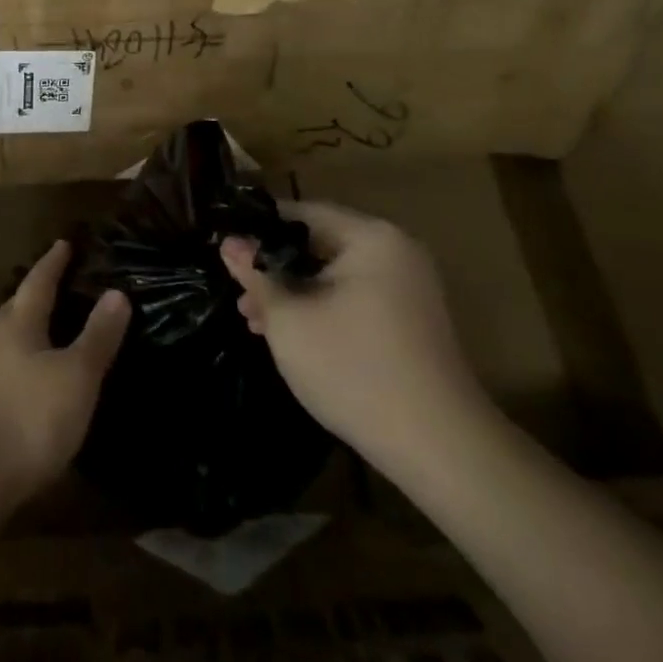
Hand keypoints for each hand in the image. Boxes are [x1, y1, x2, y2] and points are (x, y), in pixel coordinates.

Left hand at [0, 239, 129, 532]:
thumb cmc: (28, 418)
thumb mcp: (76, 376)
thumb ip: (97, 336)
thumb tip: (117, 292)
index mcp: (19, 327)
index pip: (38, 284)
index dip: (52, 264)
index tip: (63, 244)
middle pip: (15, 309)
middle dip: (33, 295)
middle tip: (53, 284)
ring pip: (6, 342)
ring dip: (25, 331)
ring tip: (46, 332)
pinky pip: (2, 372)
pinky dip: (20, 366)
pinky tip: (30, 383)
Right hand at [221, 201, 485, 469]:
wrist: (438, 448)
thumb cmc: (353, 369)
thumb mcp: (289, 319)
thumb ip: (256, 275)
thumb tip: (230, 244)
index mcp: (371, 238)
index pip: (301, 213)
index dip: (258, 228)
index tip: (225, 247)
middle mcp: (396, 252)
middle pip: (319, 245)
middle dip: (275, 269)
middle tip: (238, 293)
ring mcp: (408, 288)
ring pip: (334, 276)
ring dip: (294, 294)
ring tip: (255, 321)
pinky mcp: (410, 322)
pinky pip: (355, 299)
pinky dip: (322, 310)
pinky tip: (291, 336)